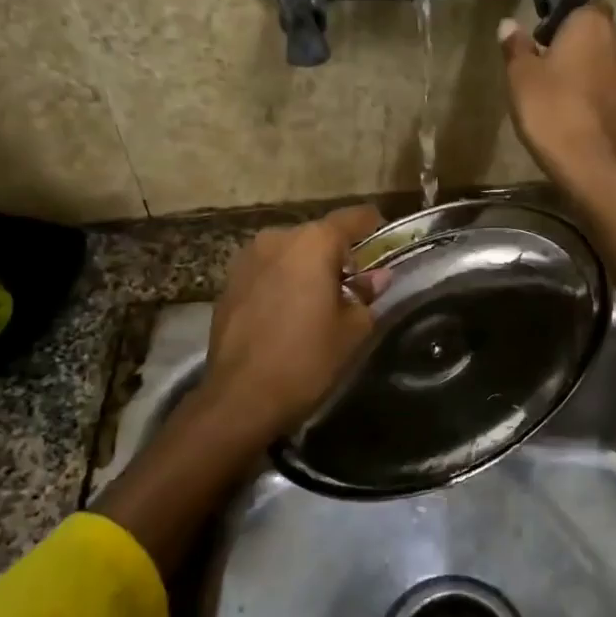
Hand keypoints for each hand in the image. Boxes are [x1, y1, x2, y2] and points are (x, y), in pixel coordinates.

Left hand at [200, 205, 387, 441]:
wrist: (240, 398)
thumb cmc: (307, 359)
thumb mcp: (352, 330)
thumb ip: (367, 295)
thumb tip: (377, 278)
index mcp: (314, 242)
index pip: (355, 218)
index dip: (375, 229)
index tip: (386, 247)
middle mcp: (277, 238)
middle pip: (320, 236)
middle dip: (339, 256)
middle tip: (354, 289)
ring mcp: (247, 258)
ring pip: (291, 253)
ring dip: (308, 269)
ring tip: (318, 304)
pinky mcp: (229, 282)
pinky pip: (268, 271)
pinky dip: (283, 282)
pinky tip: (288, 315)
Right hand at [499, 1, 615, 189]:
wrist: (593, 164)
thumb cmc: (552, 111)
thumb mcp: (521, 78)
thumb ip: (516, 47)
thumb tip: (509, 24)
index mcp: (593, 22)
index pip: (581, 6)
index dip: (562, 22)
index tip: (542, 43)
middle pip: (597, 34)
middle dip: (577, 46)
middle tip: (548, 70)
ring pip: (607, 61)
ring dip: (589, 71)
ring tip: (562, 96)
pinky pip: (614, 88)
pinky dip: (599, 94)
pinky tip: (578, 114)